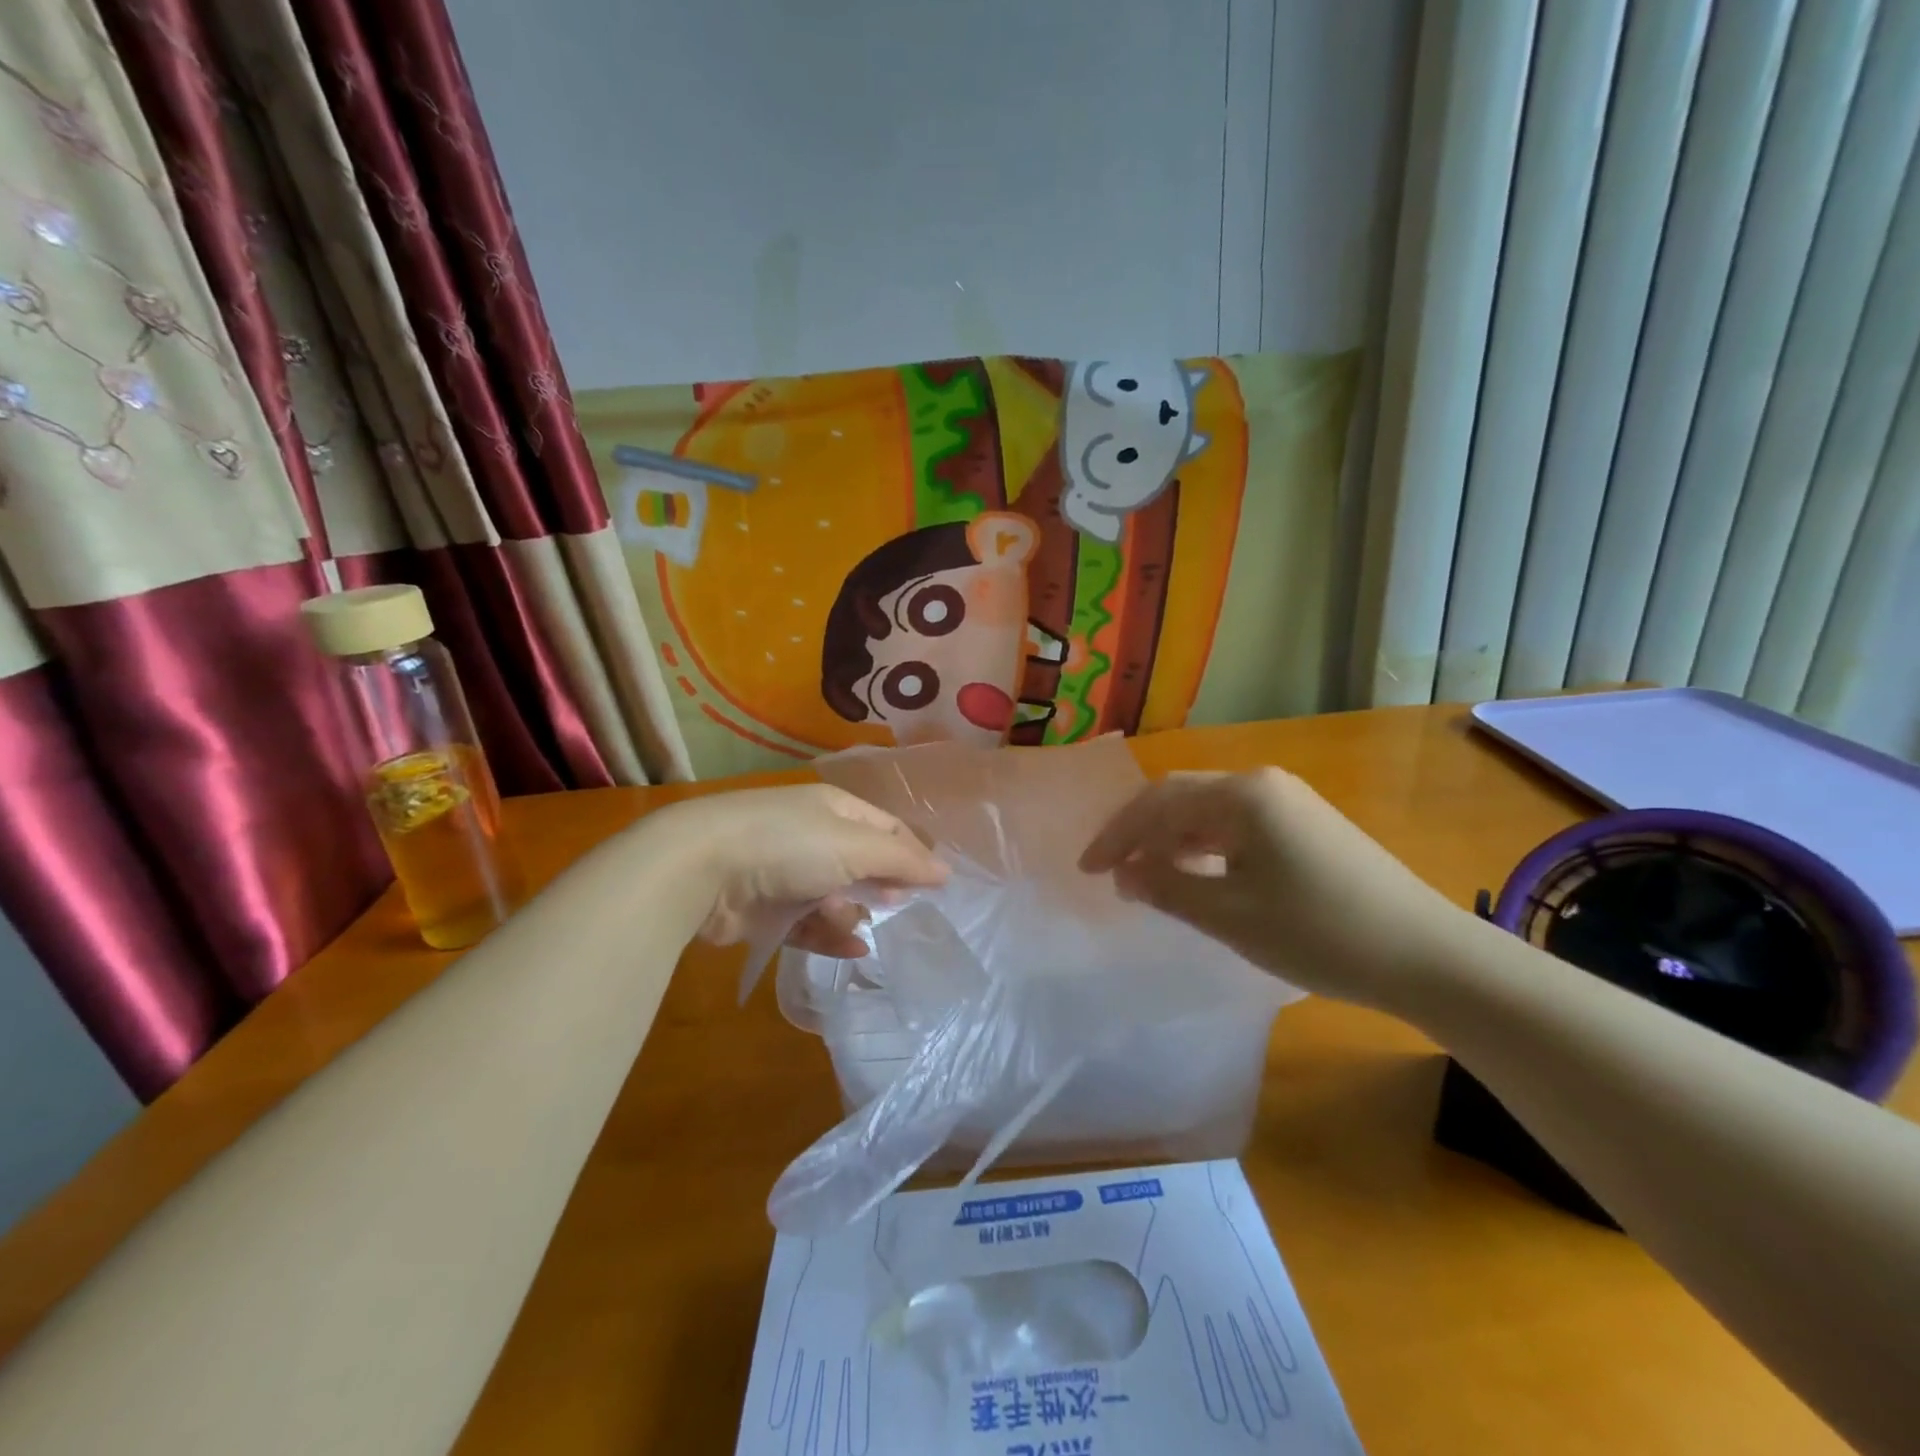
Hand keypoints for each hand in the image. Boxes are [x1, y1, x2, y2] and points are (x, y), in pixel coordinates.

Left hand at [643, 783, 947, 958]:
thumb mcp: (854, 846)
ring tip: (858, 925)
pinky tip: (852, 949)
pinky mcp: (766, 909)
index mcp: (835, 809)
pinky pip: (809, 924)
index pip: (887, 828)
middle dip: (881, 886)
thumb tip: (946, 871)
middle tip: (899, 907)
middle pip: (862, 863)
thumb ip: (902, 861)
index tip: (935, 886)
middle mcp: (813, 836)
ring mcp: (787, 872)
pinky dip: (830, 935)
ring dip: (852, 913)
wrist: (701, 868)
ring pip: (836, 896)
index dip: (912, 854)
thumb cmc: (788, 845)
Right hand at [1078, 768, 1467, 1015]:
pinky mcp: (1308, 826)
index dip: (1117, 835)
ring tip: (1148, 878)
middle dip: (1141, 833)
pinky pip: (1239, 826)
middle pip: (1182, 798)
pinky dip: (1206, 848)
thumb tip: (1124, 874)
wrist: (1427, 955)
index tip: (1087, 871)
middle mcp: (1264, 784)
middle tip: (1112, 873)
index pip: (1159, 802)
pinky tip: (1199, 876)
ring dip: (1172, 841)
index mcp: (1243, 794)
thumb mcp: (1230, 915)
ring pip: (1210, 812)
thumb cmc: (1319, 932)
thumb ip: (1167, 887)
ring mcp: (1291, 802)